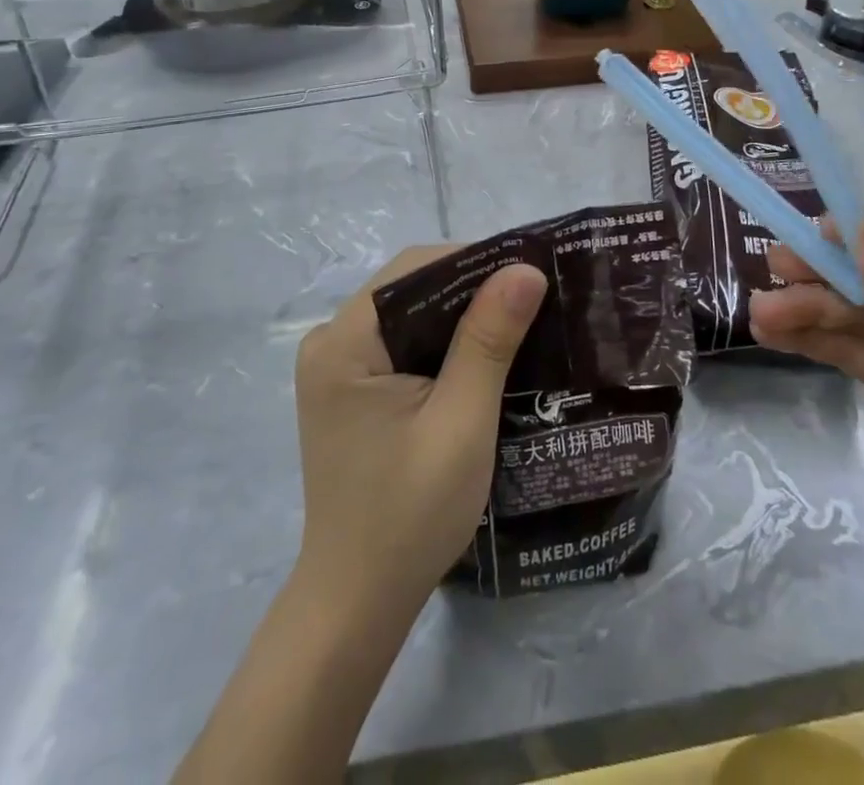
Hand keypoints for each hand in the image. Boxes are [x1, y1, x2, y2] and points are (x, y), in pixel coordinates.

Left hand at [292, 249, 547, 617]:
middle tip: (532, 295)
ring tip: (518, 318)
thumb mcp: (461, 421)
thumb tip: (525, 269)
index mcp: (344, 341)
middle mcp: (331, 341)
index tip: (529, 270)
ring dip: (460, 315)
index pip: (414, 270)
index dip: (474, 261)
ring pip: (409, 314)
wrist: (358, 601)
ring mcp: (336, 367)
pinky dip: (441, 342)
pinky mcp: (349, 389)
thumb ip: (488, 340)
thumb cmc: (410, 514)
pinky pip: (401, 342)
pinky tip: (481, 353)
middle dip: (471, 286)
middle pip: (410, 288)